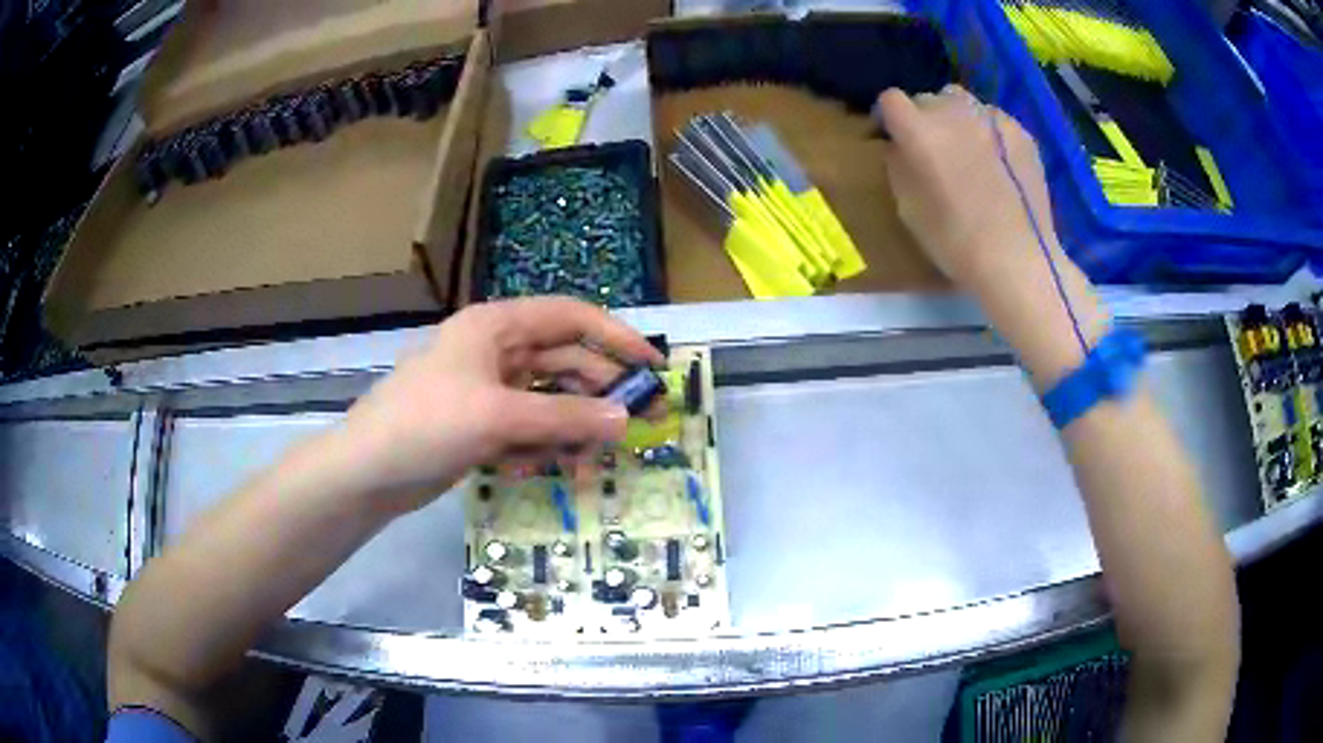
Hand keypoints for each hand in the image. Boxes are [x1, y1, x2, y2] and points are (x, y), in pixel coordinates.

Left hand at [336, 297, 664, 511]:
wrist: (367, 472)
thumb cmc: (426, 425)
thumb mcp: (499, 417)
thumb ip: (565, 416)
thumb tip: (625, 419)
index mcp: (496, 326)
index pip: (571, 317)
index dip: (616, 338)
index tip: (652, 367)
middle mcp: (496, 351)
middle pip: (564, 364)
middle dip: (597, 397)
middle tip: (635, 429)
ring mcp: (487, 389)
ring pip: (548, 402)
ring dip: (568, 432)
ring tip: (582, 467)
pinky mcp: (480, 424)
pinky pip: (527, 428)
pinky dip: (537, 448)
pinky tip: (529, 471)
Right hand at [875, 84, 1061, 290]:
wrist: (1017, 260)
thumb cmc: (955, 241)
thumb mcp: (907, 206)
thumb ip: (898, 164)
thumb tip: (901, 146)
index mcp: (918, 129)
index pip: (890, 99)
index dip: (888, 118)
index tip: (892, 137)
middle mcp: (952, 111)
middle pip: (927, 98)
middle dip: (924, 118)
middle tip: (934, 149)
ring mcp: (991, 118)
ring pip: (962, 102)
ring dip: (956, 118)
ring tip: (966, 148)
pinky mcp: (1020, 131)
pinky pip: (994, 120)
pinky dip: (988, 133)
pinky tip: (997, 163)